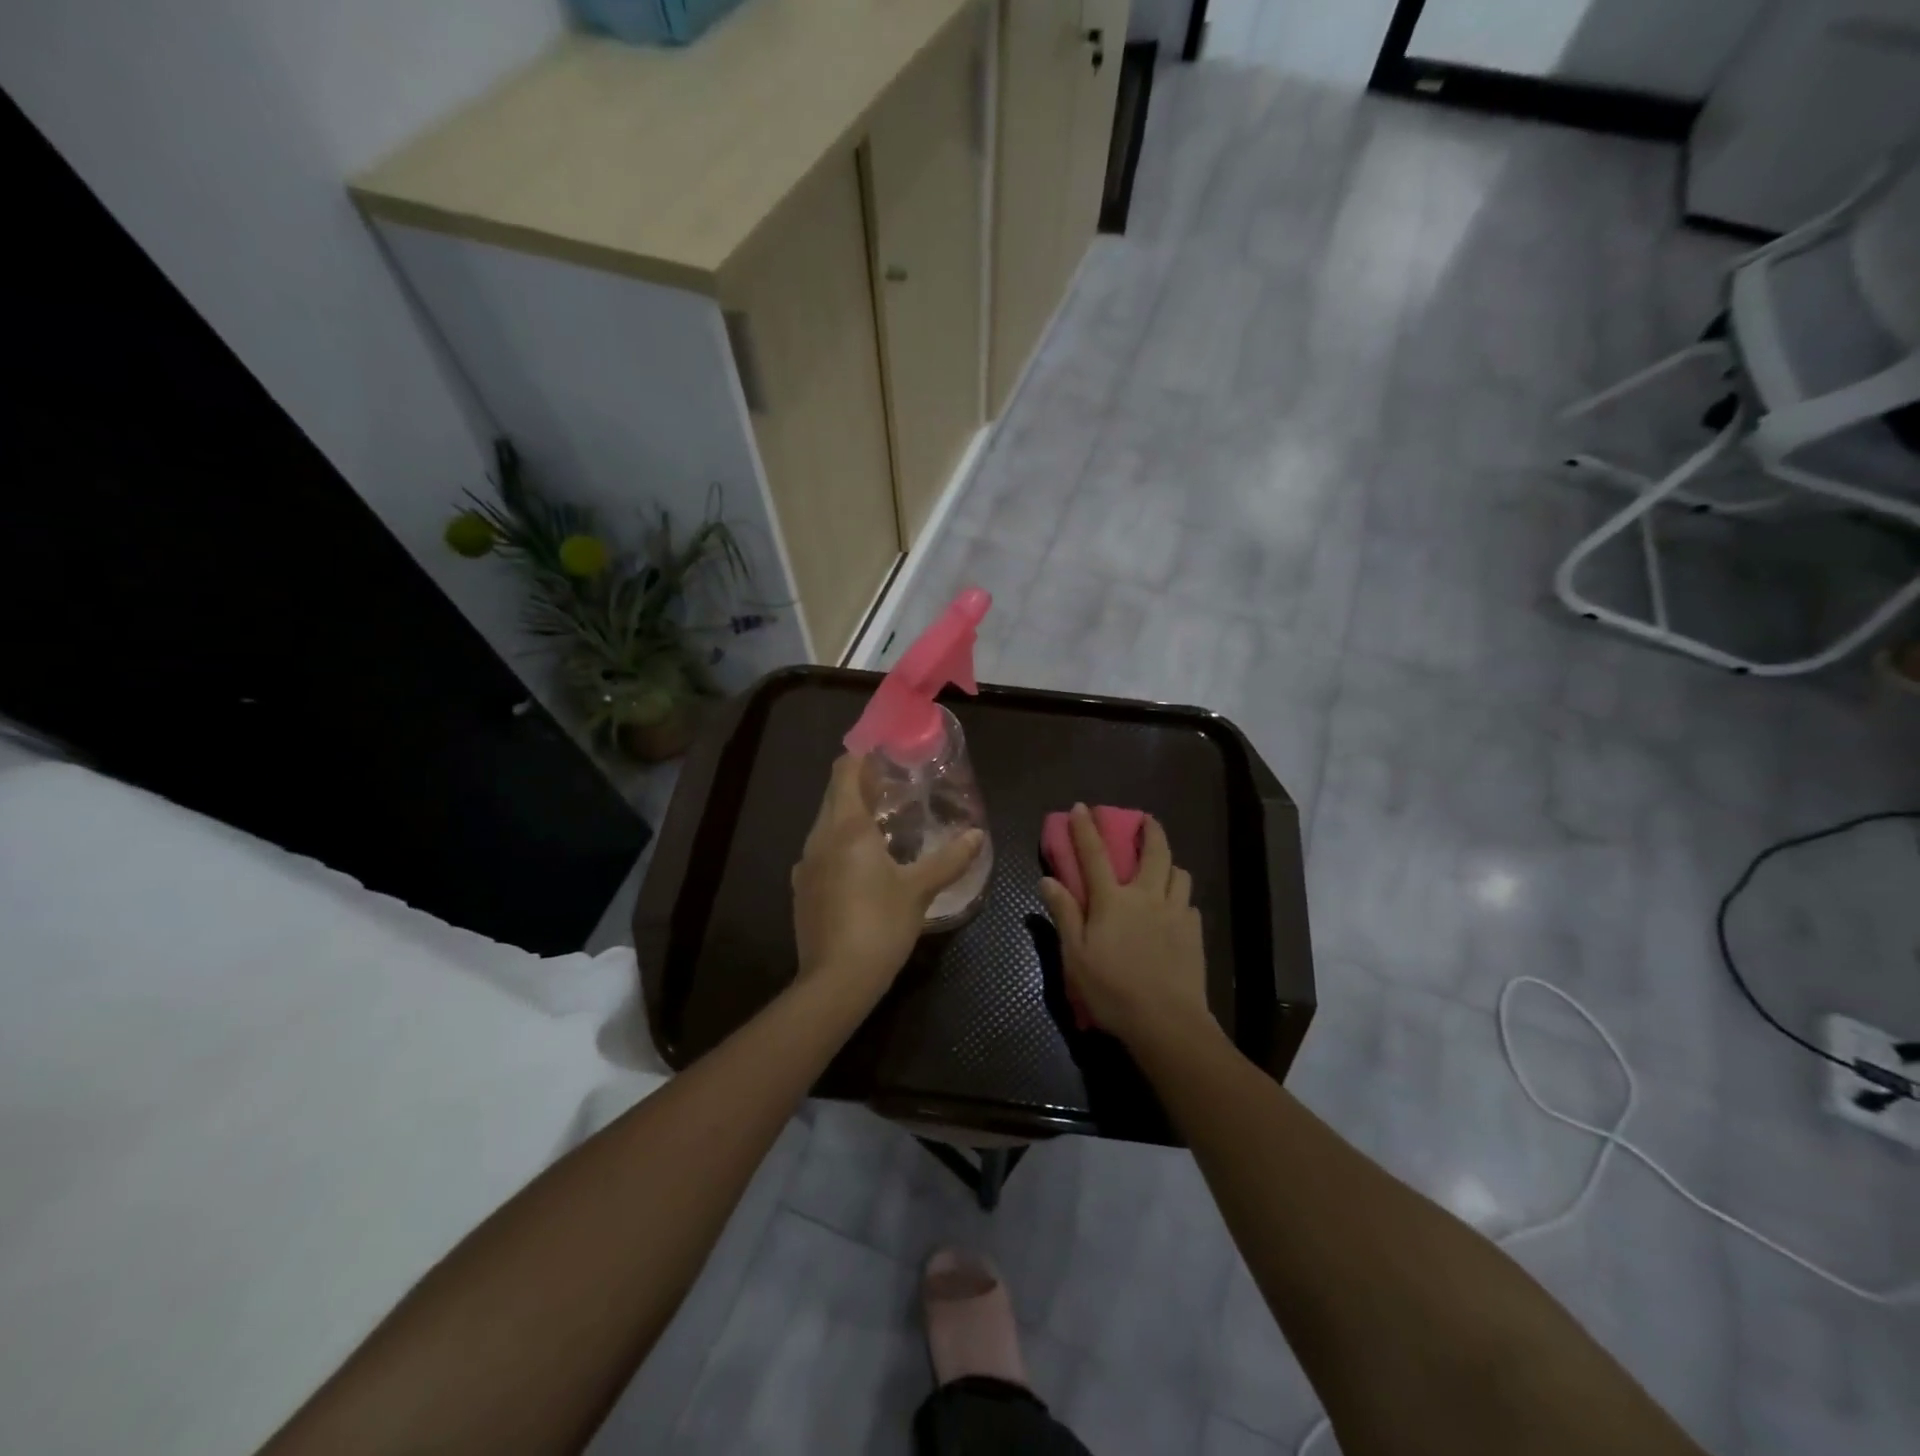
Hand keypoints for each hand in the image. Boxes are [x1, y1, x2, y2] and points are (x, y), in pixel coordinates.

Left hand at [791, 754, 983, 1014]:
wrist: (835, 980)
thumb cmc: (880, 924)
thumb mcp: (919, 890)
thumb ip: (949, 859)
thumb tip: (977, 835)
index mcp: (846, 827)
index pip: (845, 771)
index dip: (862, 756)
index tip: (885, 752)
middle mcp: (819, 837)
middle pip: (834, 794)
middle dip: (860, 784)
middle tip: (894, 787)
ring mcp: (805, 864)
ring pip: (826, 824)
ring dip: (850, 815)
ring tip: (884, 823)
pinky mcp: (802, 889)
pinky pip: (821, 851)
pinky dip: (840, 843)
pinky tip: (862, 863)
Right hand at [1037, 805, 1211, 1049]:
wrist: (1167, 1022)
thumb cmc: (1112, 990)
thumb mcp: (1076, 955)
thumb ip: (1064, 914)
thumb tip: (1048, 879)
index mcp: (1113, 900)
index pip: (1095, 854)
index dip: (1085, 828)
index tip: (1081, 806)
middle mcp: (1147, 896)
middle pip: (1153, 852)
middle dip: (1149, 829)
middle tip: (1146, 819)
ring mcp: (1175, 912)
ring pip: (1179, 872)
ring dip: (1170, 862)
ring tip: (1163, 866)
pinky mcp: (1194, 931)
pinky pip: (1189, 902)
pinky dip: (1180, 897)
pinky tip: (1176, 908)